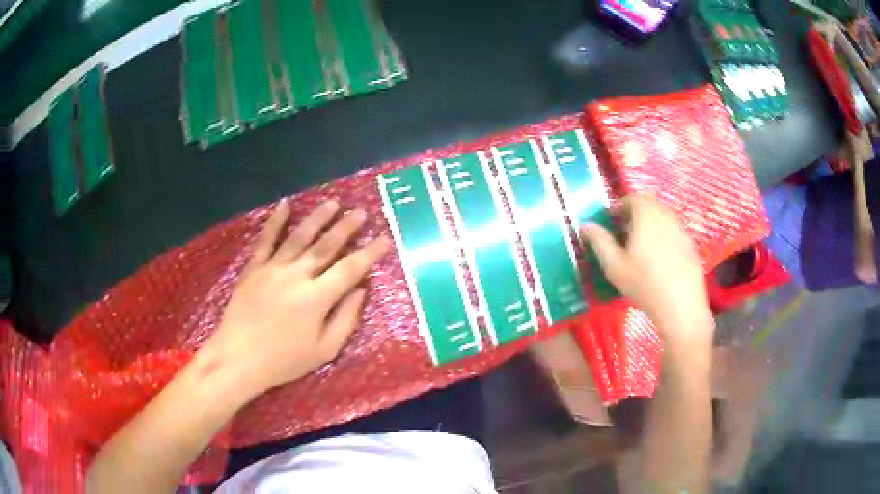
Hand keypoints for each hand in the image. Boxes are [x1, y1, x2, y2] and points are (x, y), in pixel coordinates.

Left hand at [201, 199, 390, 395]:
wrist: (239, 358)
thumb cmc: (284, 360)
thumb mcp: (323, 350)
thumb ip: (345, 319)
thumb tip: (360, 291)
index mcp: (316, 298)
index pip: (349, 269)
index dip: (368, 253)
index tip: (383, 239)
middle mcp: (296, 276)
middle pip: (325, 246)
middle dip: (345, 228)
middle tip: (360, 212)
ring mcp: (272, 269)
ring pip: (298, 237)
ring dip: (317, 218)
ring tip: (332, 202)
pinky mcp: (253, 269)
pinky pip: (266, 240)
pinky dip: (275, 221)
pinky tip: (285, 204)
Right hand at [580, 196, 711, 346]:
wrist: (681, 306)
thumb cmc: (644, 284)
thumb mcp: (614, 265)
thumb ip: (599, 241)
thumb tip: (585, 225)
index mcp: (647, 214)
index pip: (631, 198)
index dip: (618, 208)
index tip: (610, 224)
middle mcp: (666, 215)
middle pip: (648, 206)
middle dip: (634, 216)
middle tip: (623, 237)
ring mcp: (681, 229)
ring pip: (662, 219)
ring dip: (649, 227)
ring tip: (639, 251)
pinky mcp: (691, 245)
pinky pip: (673, 233)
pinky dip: (662, 239)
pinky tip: (658, 263)